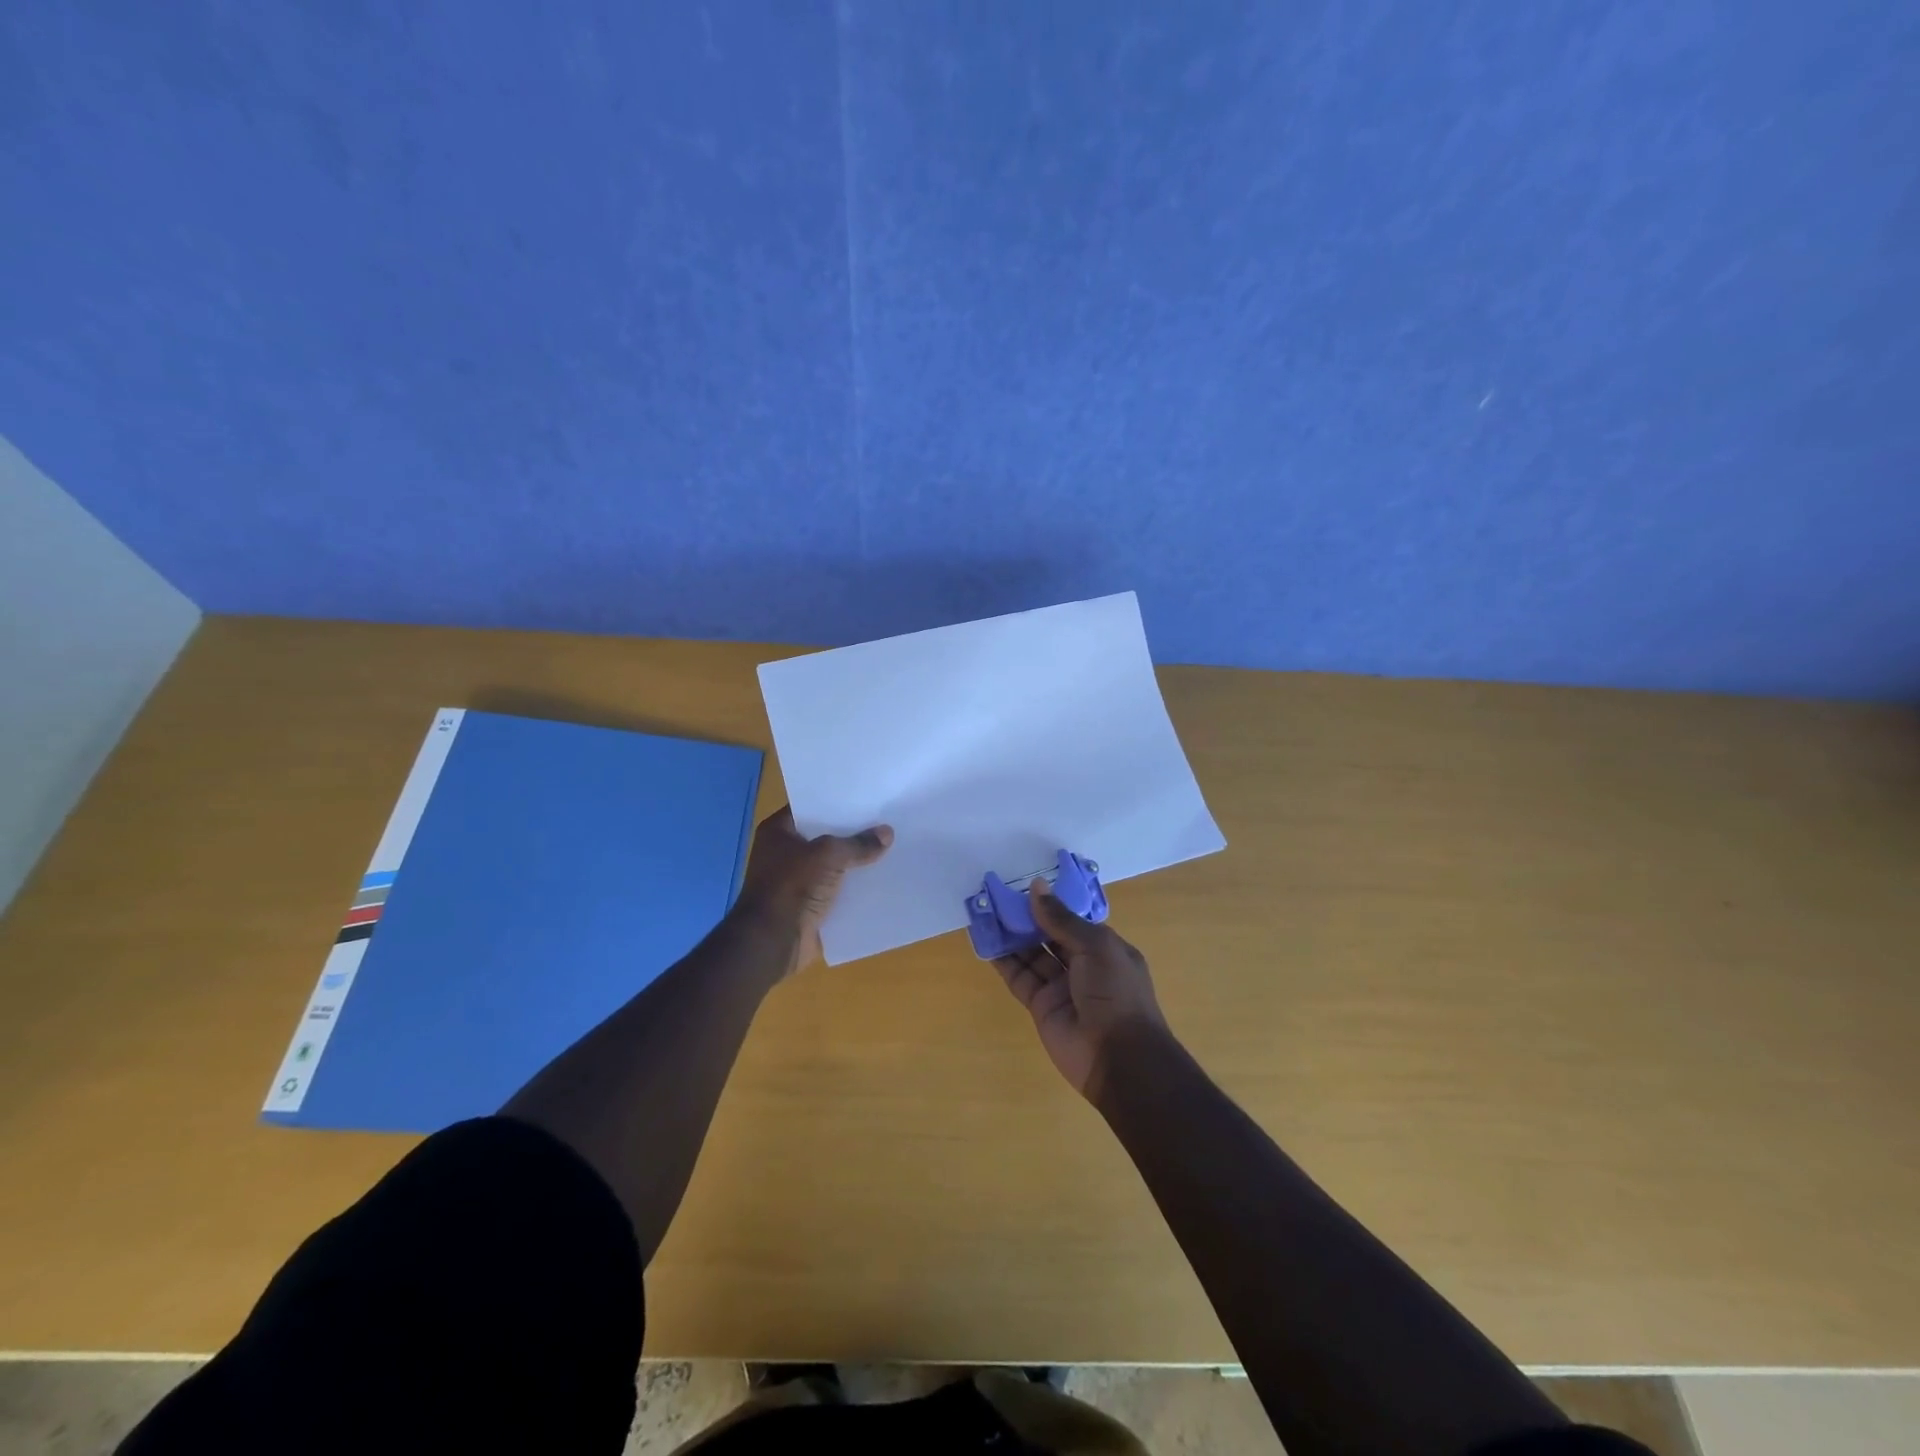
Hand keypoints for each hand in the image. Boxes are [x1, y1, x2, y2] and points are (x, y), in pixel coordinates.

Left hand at [734, 807, 891, 977]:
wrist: (773, 941)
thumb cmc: (792, 886)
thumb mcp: (828, 855)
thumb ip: (858, 844)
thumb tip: (887, 833)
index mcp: (779, 831)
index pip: (811, 807)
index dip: (837, 801)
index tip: (866, 797)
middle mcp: (785, 852)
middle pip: (825, 836)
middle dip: (852, 832)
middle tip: (885, 820)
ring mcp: (796, 880)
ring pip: (833, 864)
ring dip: (856, 861)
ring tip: (891, 848)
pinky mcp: (809, 905)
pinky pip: (837, 890)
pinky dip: (854, 888)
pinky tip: (881, 880)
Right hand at [993, 881, 1168, 1100]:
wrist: (1119, 1059)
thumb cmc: (1116, 993)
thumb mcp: (1096, 947)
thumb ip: (1062, 918)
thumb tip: (1036, 887)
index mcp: (1104, 948)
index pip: (1074, 919)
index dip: (1051, 903)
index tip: (1025, 884)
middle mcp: (1083, 965)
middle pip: (1049, 935)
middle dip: (1027, 917)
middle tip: (998, 895)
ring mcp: (1061, 986)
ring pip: (1031, 954)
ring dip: (1011, 935)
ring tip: (986, 912)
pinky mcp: (1041, 1006)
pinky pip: (1020, 978)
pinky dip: (1003, 961)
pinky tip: (986, 943)